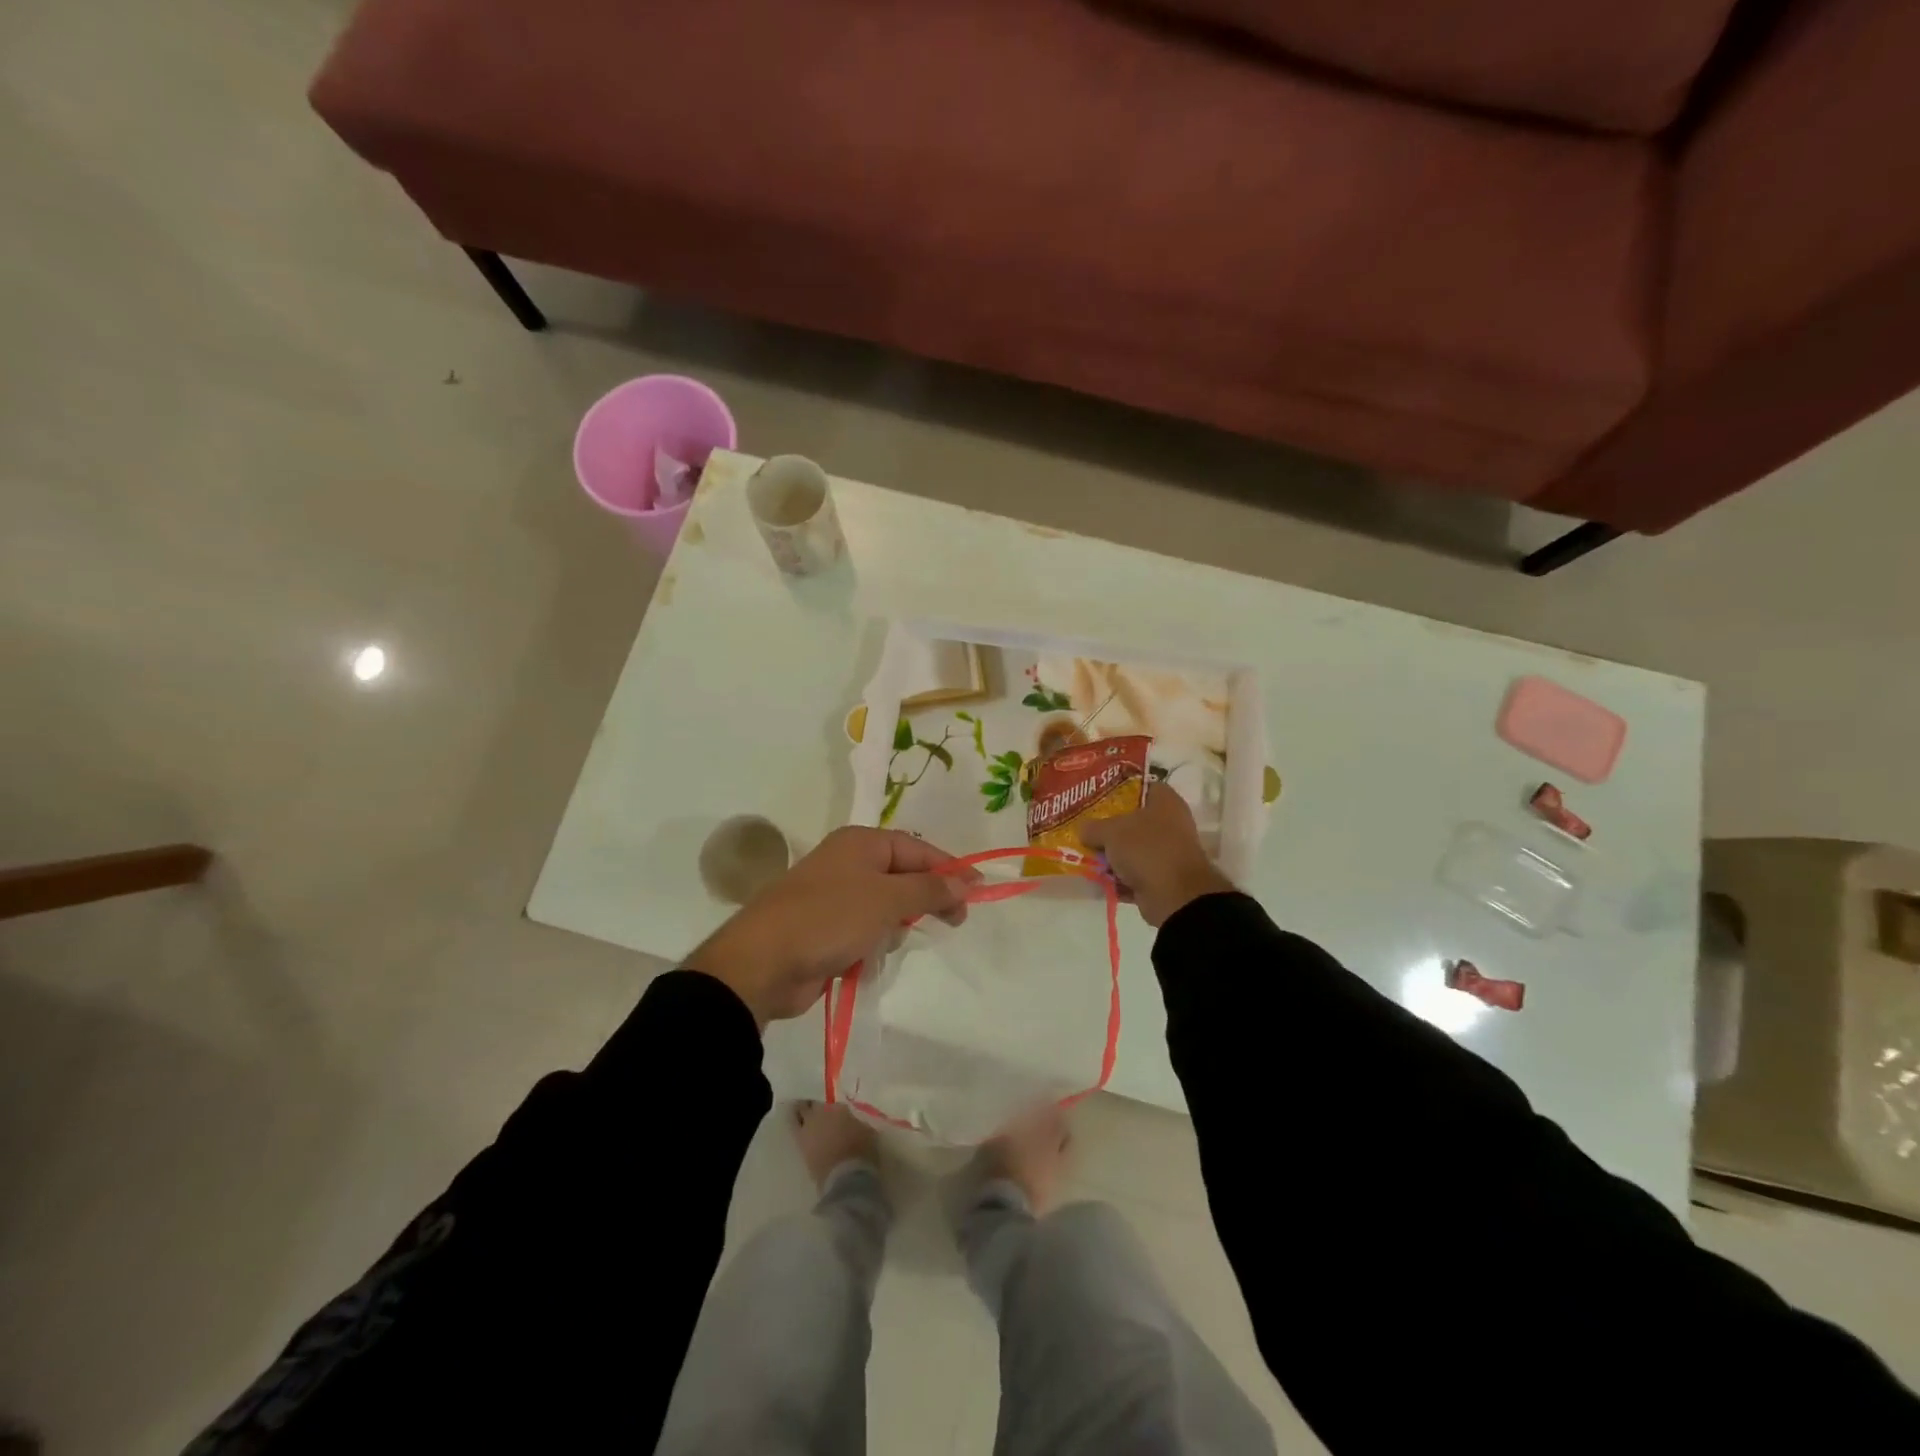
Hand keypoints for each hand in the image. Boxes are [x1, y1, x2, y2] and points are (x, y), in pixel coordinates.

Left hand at [689, 827, 978, 1025]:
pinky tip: (863, 960)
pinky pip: (866, 932)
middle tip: (951, 922)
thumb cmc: (830, 918)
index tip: (978, 892)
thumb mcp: (888, 899)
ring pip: (887, 908)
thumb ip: (930, 889)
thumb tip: (965, 883)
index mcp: (861, 843)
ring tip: (882, 942)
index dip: (950, 868)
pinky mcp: (826, 930)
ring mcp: (835, 897)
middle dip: (923, 900)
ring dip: (894, 928)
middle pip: (904, 877)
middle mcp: (848, 863)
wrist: (763, 963)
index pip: (918, 848)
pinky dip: (872, 946)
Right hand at [1078, 789, 1233, 927]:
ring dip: (1111, 855)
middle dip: (1108, 826)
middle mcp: (1170, 823)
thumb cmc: (1147, 849)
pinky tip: (1096, 878)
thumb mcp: (1111, 831)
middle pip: (1133, 820)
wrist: (1175, 896)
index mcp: (1165, 801)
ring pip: (1132, 848)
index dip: (1119, 789)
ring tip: (1084, 854)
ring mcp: (1167, 852)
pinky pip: (1134, 873)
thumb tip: (1083, 829)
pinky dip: (1118, 877)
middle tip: (1084, 827)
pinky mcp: (1161, 878)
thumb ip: (1093, 827)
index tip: (1095, 796)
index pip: (1141, 787)